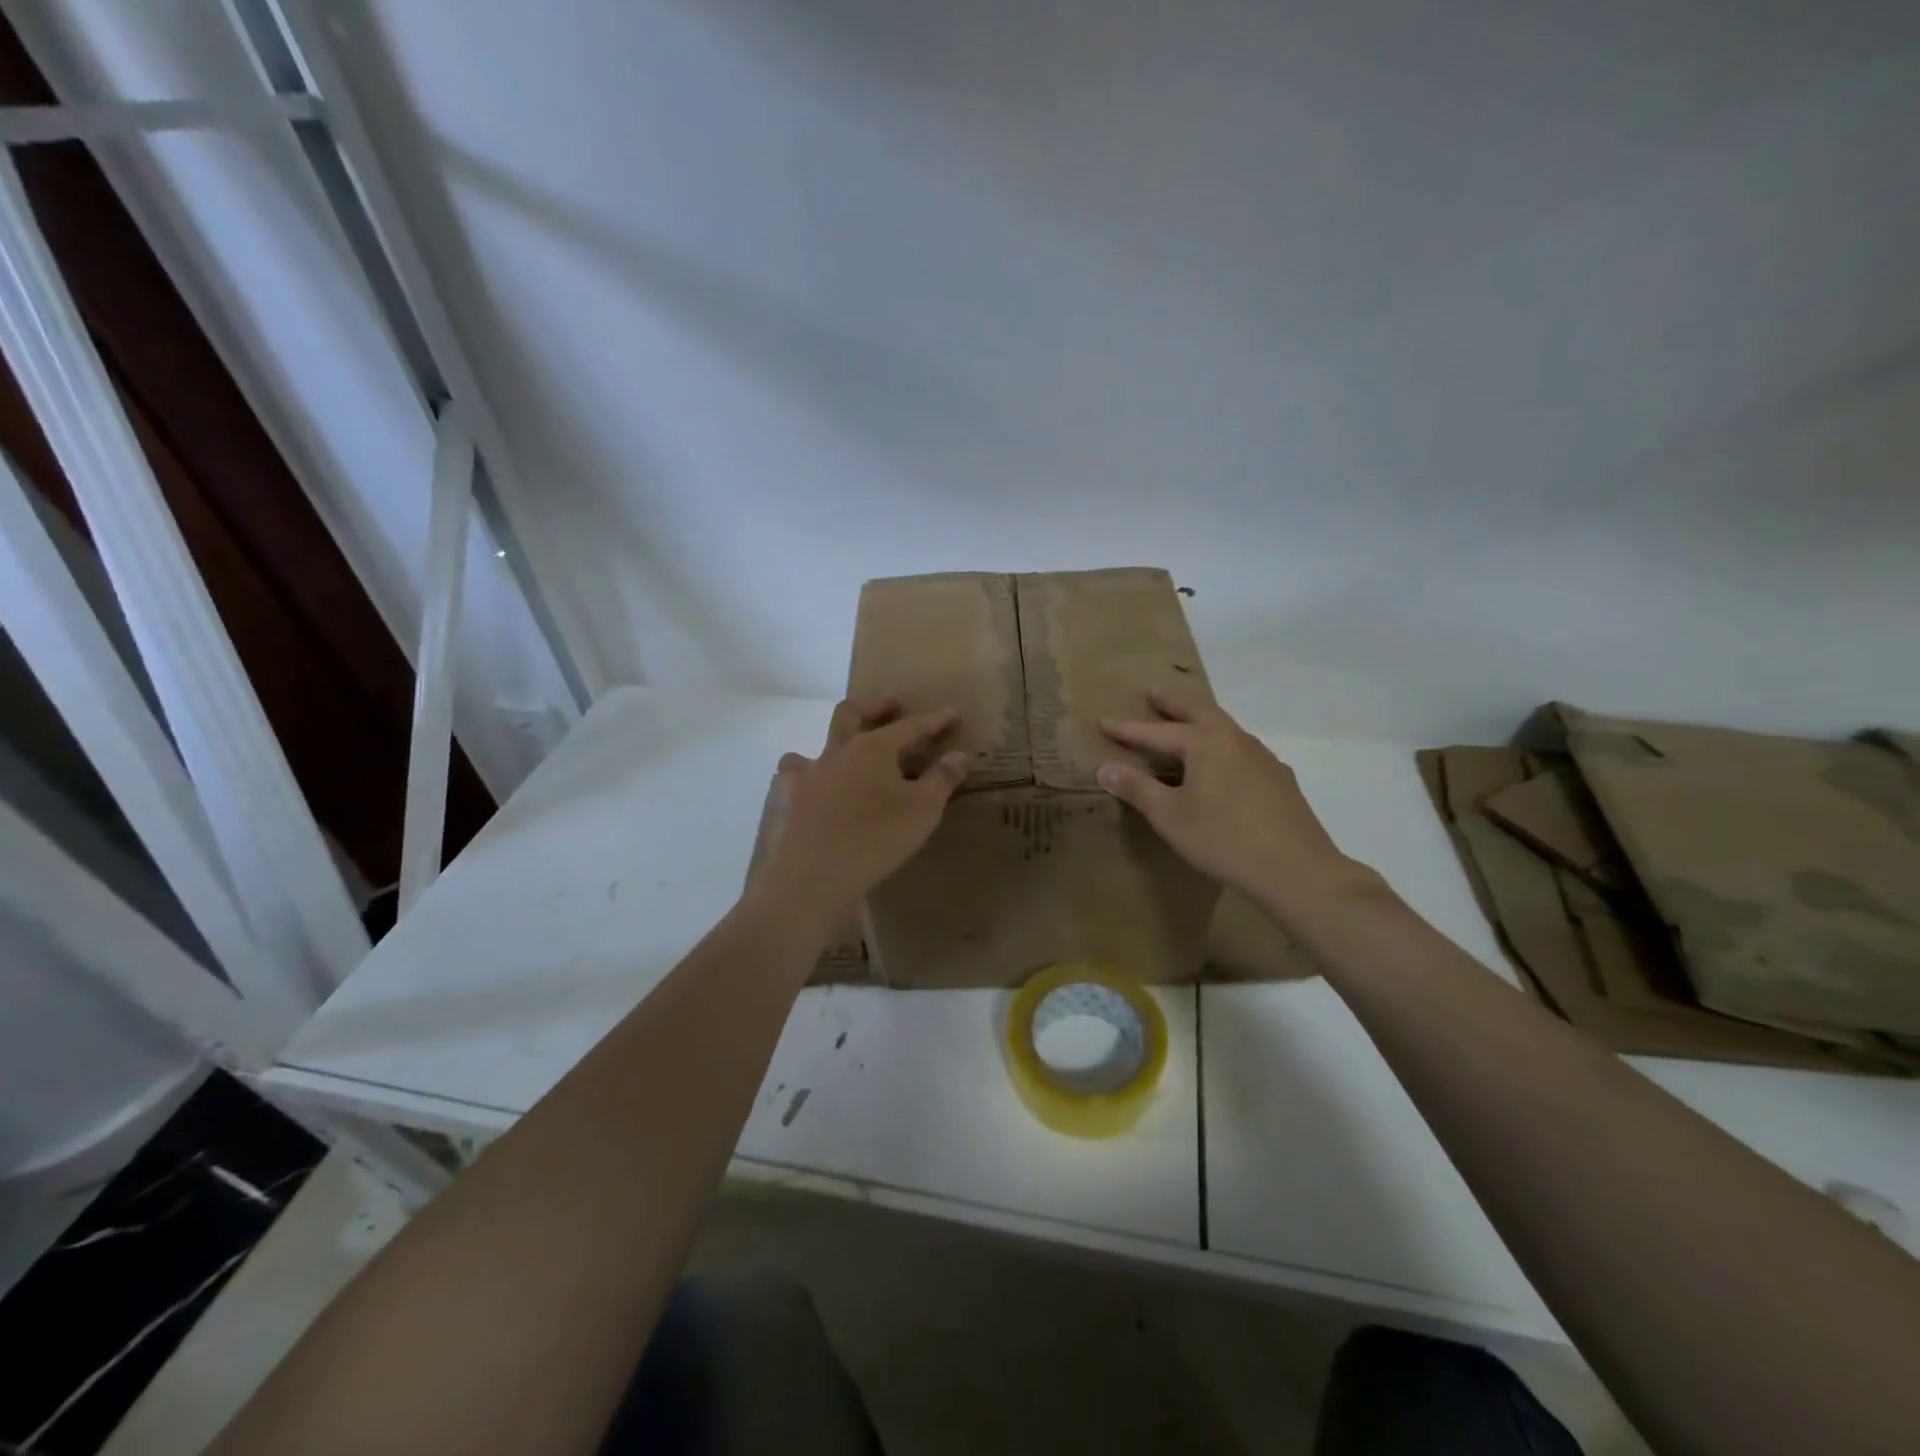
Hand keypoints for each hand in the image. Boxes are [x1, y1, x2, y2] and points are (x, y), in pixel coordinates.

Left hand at [762, 696, 968, 914]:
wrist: (811, 878)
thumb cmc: (875, 841)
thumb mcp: (921, 811)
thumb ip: (942, 780)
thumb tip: (959, 755)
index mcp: (872, 749)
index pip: (910, 726)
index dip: (935, 719)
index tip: (954, 712)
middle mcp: (835, 751)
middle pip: (853, 712)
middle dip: (876, 704)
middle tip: (893, 702)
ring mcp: (805, 774)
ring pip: (820, 744)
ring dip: (838, 742)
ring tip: (849, 754)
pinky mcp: (783, 800)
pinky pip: (795, 778)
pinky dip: (808, 777)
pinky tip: (814, 791)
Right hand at [1099, 692, 1378, 916]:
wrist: (1298, 871)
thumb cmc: (1225, 840)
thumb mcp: (1171, 817)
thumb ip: (1138, 789)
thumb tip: (1106, 768)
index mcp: (1206, 742)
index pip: (1157, 731)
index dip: (1128, 729)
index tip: (1103, 722)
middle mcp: (1236, 739)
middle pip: (1199, 710)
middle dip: (1172, 702)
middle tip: (1152, 694)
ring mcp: (1263, 757)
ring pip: (1224, 727)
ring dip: (1199, 720)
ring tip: (1184, 725)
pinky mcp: (1279, 779)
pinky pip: (1240, 749)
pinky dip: (1219, 745)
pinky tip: (1220, 765)